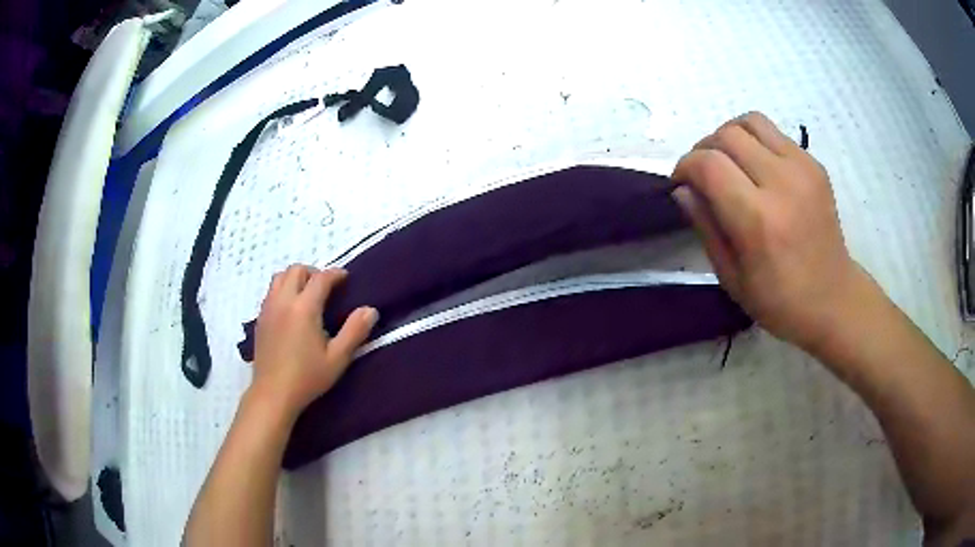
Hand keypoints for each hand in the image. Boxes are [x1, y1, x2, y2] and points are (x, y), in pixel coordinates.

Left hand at [251, 265, 377, 419]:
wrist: (273, 394)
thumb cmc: (308, 377)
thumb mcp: (338, 358)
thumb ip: (355, 331)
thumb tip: (370, 310)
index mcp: (304, 307)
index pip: (321, 278)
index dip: (335, 274)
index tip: (345, 277)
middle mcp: (283, 301)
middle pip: (296, 270)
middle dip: (313, 272)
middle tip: (326, 287)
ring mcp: (268, 309)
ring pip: (279, 277)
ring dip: (295, 279)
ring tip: (307, 295)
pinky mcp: (260, 319)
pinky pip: (271, 292)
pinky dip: (283, 290)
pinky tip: (291, 310)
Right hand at [672, 112, 862, 352]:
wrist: (834, 299)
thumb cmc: (779, 300)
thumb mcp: (731, 276)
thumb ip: (704, 225)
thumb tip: (682, 188)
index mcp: (758, 220)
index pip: (708, 164)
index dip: (685, 166)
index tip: (681, 182)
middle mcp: (782, 183)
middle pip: (727, 134)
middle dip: (704, 148)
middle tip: (704, 174)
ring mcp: (803, 169)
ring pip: (751, 122)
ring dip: (730, 136)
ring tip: (729, 162)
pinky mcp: (815, 165)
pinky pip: (775, 134)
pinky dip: (756, 143)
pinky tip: (758, 170)